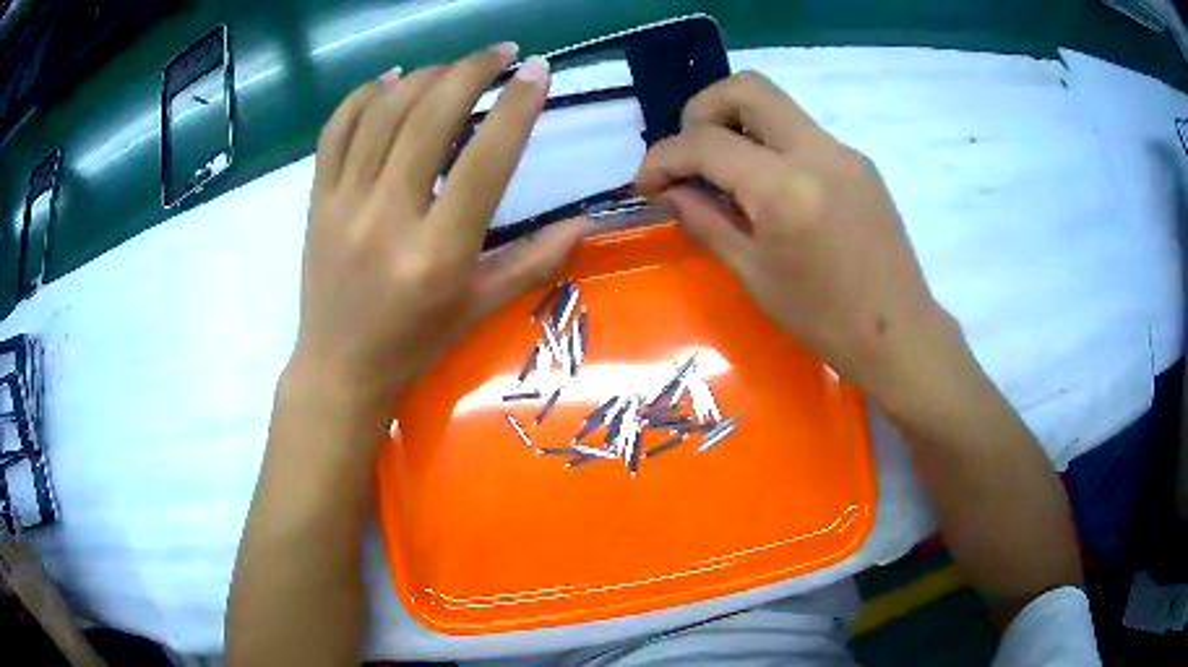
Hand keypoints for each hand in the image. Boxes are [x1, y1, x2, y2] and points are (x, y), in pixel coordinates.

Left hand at [292, 45, 588, 405]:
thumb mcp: (480, 308)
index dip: (516, 106)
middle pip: (429, 119)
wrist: (339, 368)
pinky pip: (334, 132)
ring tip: (454, 66)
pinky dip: (361, 96)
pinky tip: (388, 79)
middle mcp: (388, 217)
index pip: (485, 160)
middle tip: (501, 52)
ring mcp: (344, 205)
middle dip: (471, 71)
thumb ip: (535, 261)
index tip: (538, 70)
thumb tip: (586, 221)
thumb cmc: (416, 344)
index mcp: (438, 252)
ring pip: (382, 115)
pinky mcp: (317, 201)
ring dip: (423, 76)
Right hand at [634, 72, 957, 403]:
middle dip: (701, 111)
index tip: (645, 183)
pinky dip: (769, 145)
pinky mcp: (858, 162)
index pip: (706, 142)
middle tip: (690, 155)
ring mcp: (843, 151)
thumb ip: (705, 220)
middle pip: (745, 88)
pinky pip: (801, 133)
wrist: (898, 332)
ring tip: (723, 173)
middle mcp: (816, 152)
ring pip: (776, 106)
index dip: (663, 157)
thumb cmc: (823, 319)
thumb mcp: (753, 275)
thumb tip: (669, 191)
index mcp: (785, 188)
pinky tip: (767, 188)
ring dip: (736, 125)